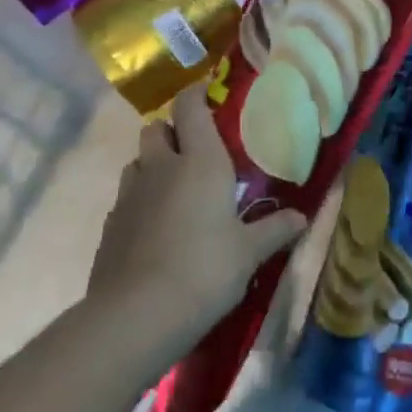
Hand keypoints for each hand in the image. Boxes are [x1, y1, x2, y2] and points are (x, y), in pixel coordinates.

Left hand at [88, 88, 307, 334]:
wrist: (137, 316)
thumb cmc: (205, 269)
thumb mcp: (249, 252)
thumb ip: (275, 229)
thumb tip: (302, 217)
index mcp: (200, 161)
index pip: (191, 107)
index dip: (197, 95)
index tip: (209, 96)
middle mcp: (160, 168)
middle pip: (155, 129)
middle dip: (171, 131)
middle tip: (193, 151)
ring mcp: (129, 196)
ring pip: (136, 162)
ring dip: (152, 166)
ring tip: (174, 189)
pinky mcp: (110, 226)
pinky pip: (125, 198)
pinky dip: (139, 202)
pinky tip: (154, 228)